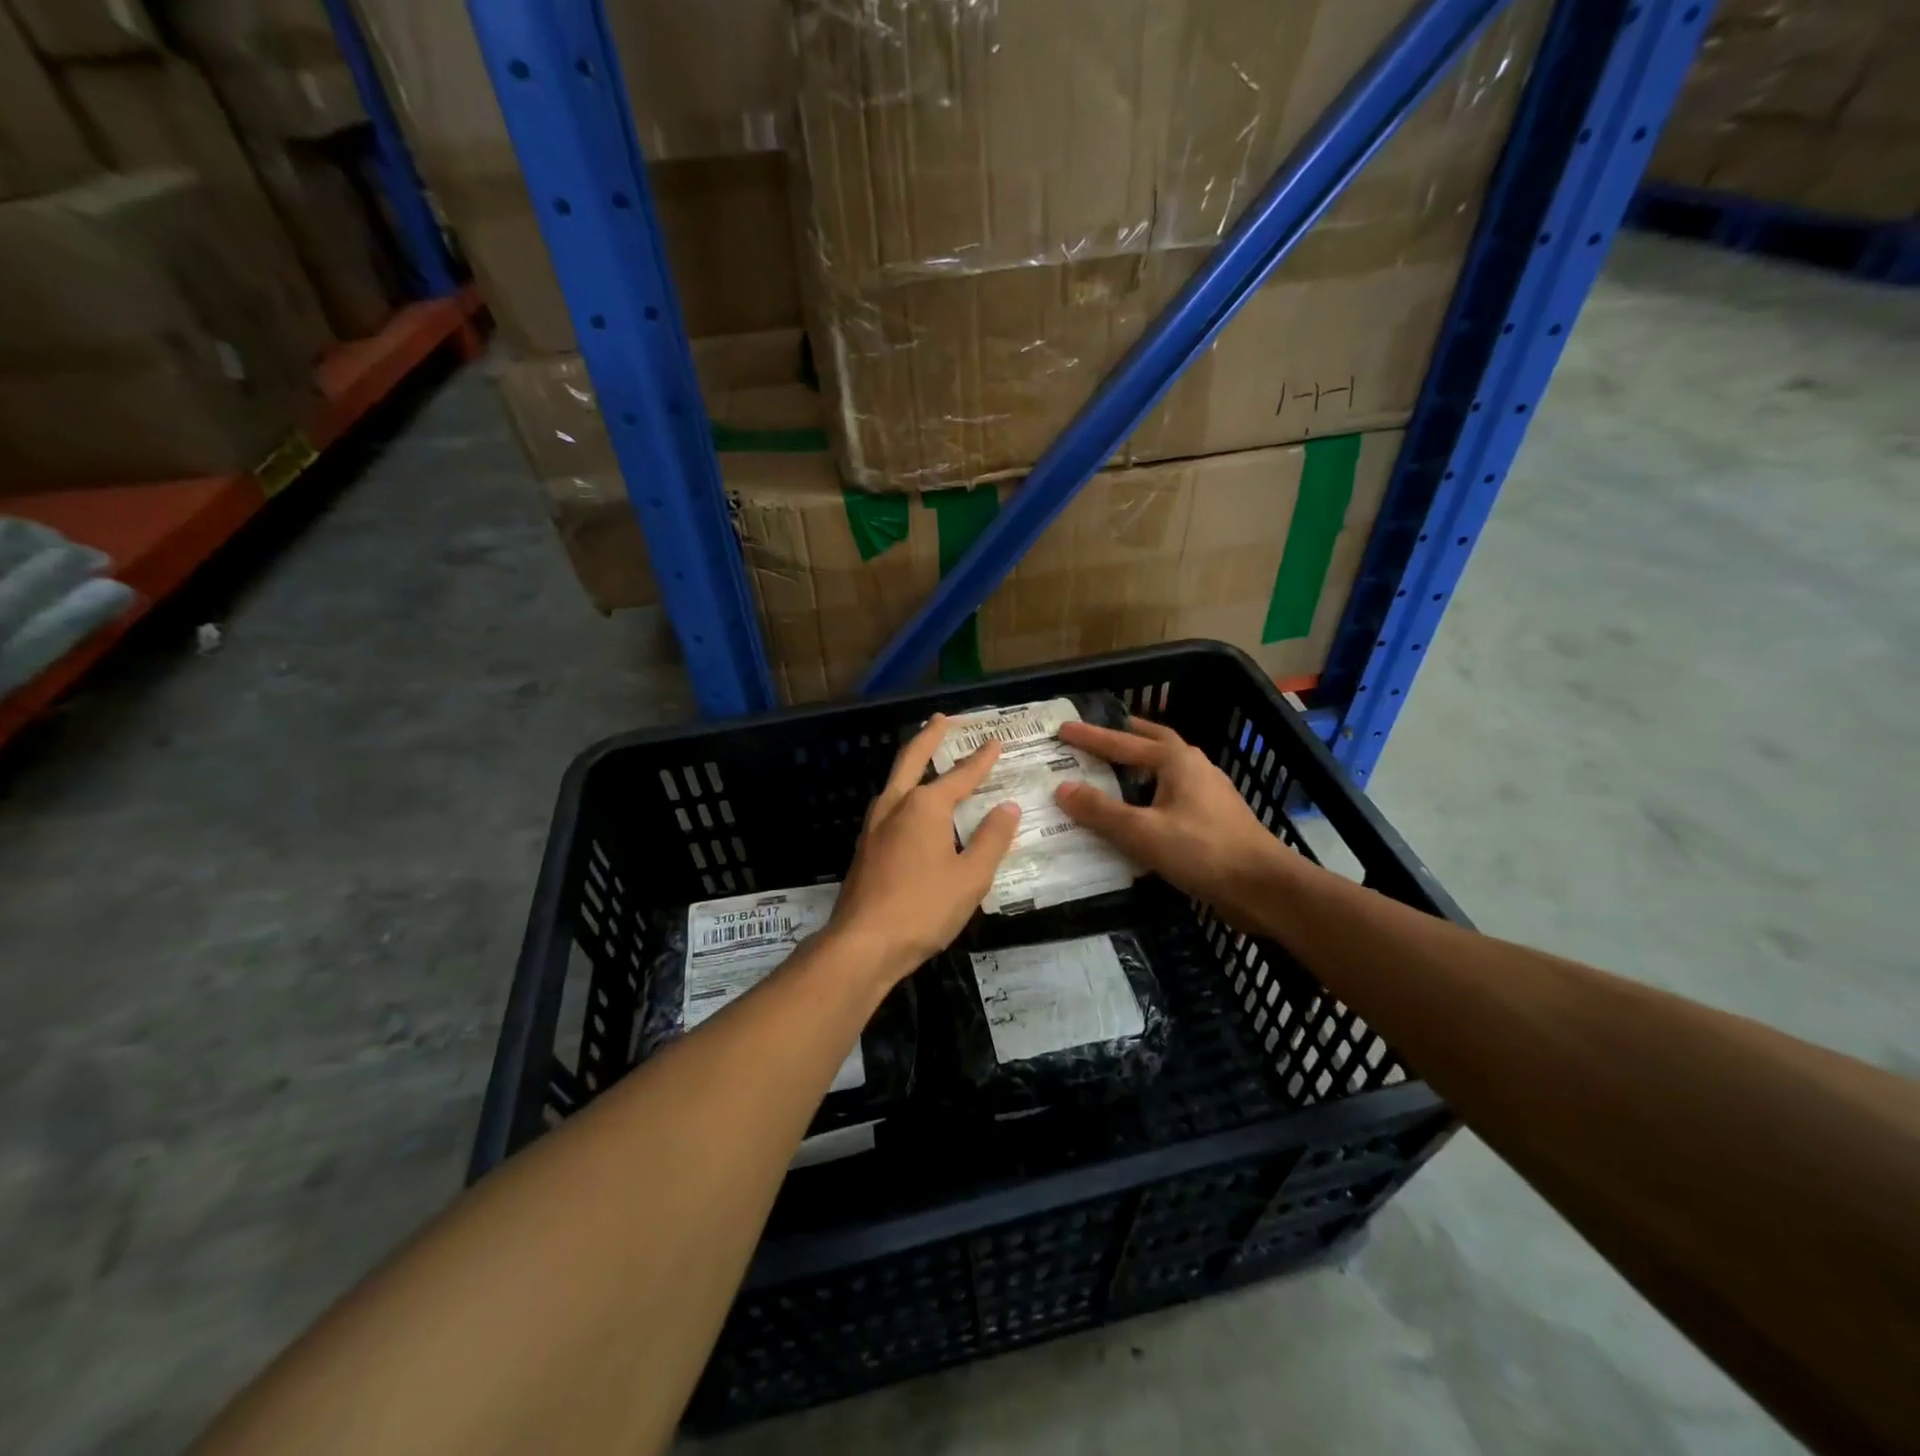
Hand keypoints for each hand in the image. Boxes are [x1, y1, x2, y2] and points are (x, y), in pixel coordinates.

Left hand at [826, 715, 1021, 984]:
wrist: (863, 944)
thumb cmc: (923, 908)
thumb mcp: (971, 877)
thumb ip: (991, 839)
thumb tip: (1007, 807)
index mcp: (924, 806)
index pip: (961, 775)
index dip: (981, 759)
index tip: (995, 741)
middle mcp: (895, 806)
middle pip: (912, 759)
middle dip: (929, 736)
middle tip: (942, 718)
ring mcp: (874, 826)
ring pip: (895, 781)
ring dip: (911, 761)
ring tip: (926, 756)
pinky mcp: (865, 848)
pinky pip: (889, 806)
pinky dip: (904, 792)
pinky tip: (910, 808)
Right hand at [1055, 719, 1289, 923]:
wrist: (1263, 887)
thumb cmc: (1202, 851)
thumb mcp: (1142, 831)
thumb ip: (1100, 810)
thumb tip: (1062, 789)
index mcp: (1177, 760)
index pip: (1124, 742)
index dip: (1091, 737)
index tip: (1063, 729)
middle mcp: (1194, 767)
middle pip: (1153, 742)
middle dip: (1124, 736)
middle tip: (1096, 735)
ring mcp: (1209, 791)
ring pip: (1165, 767)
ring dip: (1139, 763)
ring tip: (1113, 769)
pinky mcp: (1214, 817)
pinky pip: (1172, 791)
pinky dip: (1150, 789)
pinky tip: (1141, 808)